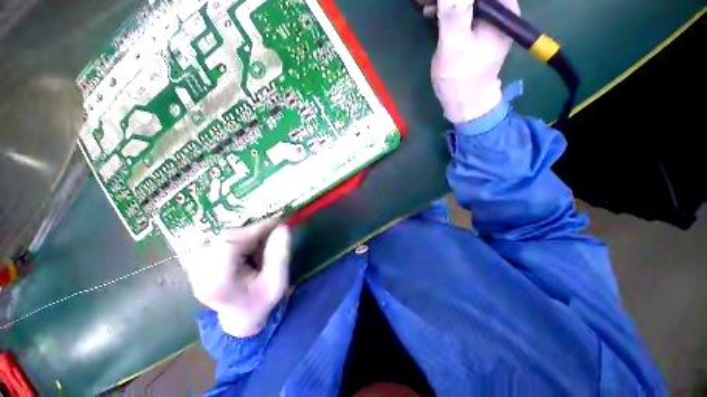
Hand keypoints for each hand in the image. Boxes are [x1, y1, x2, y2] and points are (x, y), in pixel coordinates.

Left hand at [182, 219, 291, 336]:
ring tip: (262, 243)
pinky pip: (221, 241)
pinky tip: (250, 248)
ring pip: (224, 237)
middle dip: (252, 232)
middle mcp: (200, 273)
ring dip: (247, 236)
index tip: (277, 223)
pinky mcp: (200, 262)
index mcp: (218, 282)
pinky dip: (239, 239)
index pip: (230, 244)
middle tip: (272, 232)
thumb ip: (280, 256)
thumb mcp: (277, 283)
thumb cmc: (260, 302)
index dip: (255, 229)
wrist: (241, 317)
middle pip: (226, 238)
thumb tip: (282, 228)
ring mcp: (196, 268)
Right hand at [429, 0, 518, 122]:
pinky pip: (463, 9)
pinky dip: (447, 8)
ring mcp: (488, 19)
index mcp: (503, 9)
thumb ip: (454, 13)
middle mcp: (499, 9)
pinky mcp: (476, 28)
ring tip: (427, 6)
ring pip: (467, 1)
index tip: (435, 0)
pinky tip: (432, 12)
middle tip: (428, 3)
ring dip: (446, 3)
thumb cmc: (461, 78)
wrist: (464, 102)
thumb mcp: (455, 46)